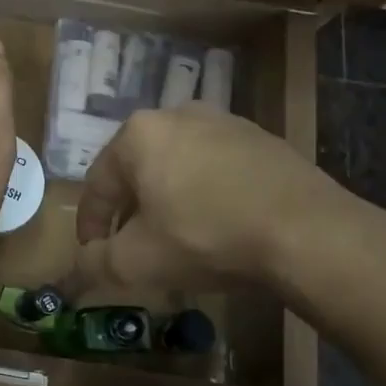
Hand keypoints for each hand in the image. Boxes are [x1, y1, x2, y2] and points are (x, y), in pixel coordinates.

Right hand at [72, 104, 365, 292]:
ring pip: (178, 166)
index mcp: (138, 134)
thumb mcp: (137, 262)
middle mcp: (177, 115)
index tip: (92, 254)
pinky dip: (206, 194)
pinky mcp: (263, 139)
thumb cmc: (207, 238)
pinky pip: (217, 168)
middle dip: (130, 210)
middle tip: (131, 245)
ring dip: (168, 199)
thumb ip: (95, 264)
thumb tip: (76, 271)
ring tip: (175, 236)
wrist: (310, 233)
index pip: (98, 184)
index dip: (90, 225)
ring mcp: (225, 122)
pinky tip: (218, 224)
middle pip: (137, 170)